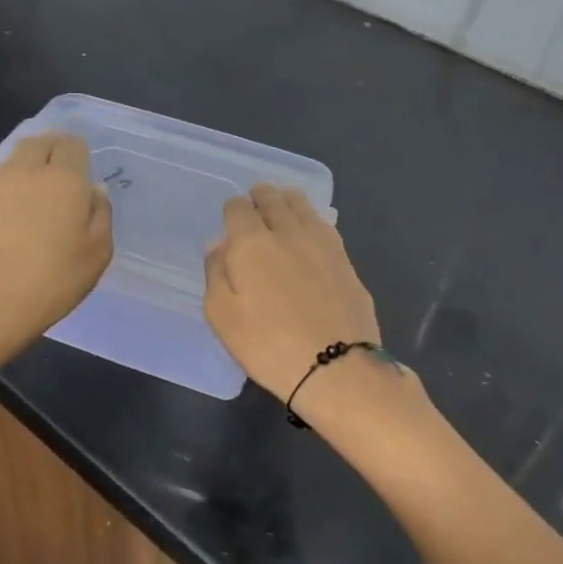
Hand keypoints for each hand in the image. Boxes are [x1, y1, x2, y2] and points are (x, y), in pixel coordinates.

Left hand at [0, 133, 112, 367]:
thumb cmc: (53, 280)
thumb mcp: (97, 254)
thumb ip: (101, 215)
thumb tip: (93, 190)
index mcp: (64, 179)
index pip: (73, 145)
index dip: (80, 155)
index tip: (84, 173)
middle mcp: (28, 170)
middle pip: (41, 142)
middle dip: (54, 149)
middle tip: (64, 174)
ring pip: (18, 156)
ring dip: (31, 163)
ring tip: (41, 189)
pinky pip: (0, 178)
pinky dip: (13, 182)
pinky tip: (18, 206)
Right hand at [204, 184, 381, 404]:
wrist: (335, 366)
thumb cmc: (267, 346)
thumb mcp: (222, 317)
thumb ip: (216, 274)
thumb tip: (220, 245)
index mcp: (251, 243)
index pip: (238, 209)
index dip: (232, 210)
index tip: (232, 218)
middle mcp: (287, 232)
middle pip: (272, 199)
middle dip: (261, 197)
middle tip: (257, 201)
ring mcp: (322, 244)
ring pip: (302, 206)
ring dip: (288, 201)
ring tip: (283, 206)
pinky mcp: (346, 260)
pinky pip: (324, 226)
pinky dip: (312, 220)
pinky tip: (310, 231)